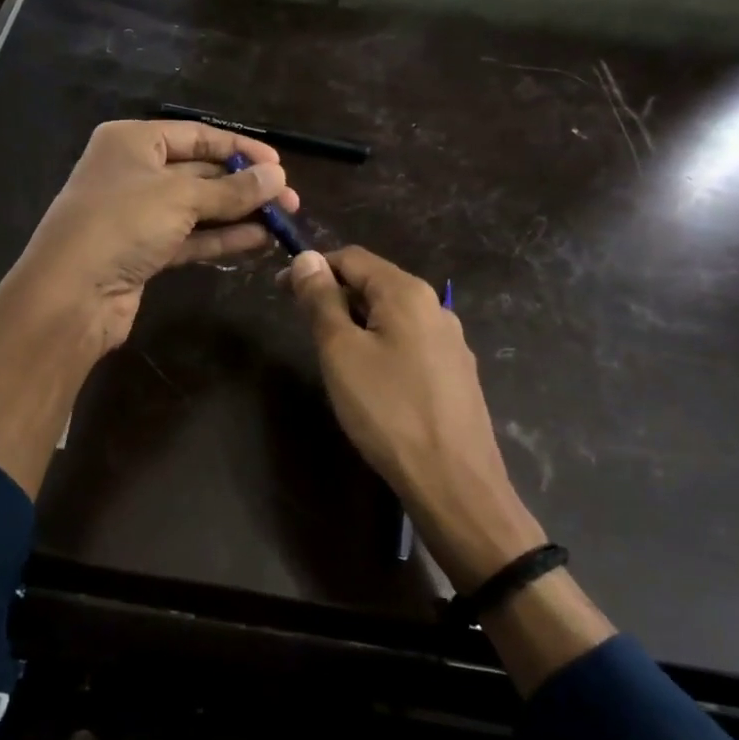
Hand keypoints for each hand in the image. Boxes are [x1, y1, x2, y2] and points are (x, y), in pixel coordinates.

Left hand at [8, 119, 299, 354]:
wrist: (71, 294)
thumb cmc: (122, 224)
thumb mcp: (181, 197)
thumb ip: (232, 189)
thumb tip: (278, 176)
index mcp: (133, 141)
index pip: (196, 136)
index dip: (239, 148)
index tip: (279, 164)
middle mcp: (133, 172)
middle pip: (199, 172)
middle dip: (244, 185)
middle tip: (289, 199)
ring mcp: (136, 215)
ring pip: (197, 208)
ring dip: (238, 213)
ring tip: (282, 221)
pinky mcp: (143, 252)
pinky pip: (189, 238)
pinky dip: (221, 238)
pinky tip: (258, 240)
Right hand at [285, 247, 544, 593]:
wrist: (453, 482)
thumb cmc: (387, 410)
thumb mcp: (341, 351)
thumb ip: (321, 300)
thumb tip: (306, 258)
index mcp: (408, 292)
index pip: (353, 258)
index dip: (314, 268)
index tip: (281, 291)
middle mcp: (436, 307)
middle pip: (376, 284)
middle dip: (336, 296)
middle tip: (305, 329)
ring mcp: (451, 342)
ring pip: (393, 316)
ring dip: (357, 323)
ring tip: (333, 356)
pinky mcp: (456, 374)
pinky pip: (410, 343)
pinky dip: (381, 345)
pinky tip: (372, 381)